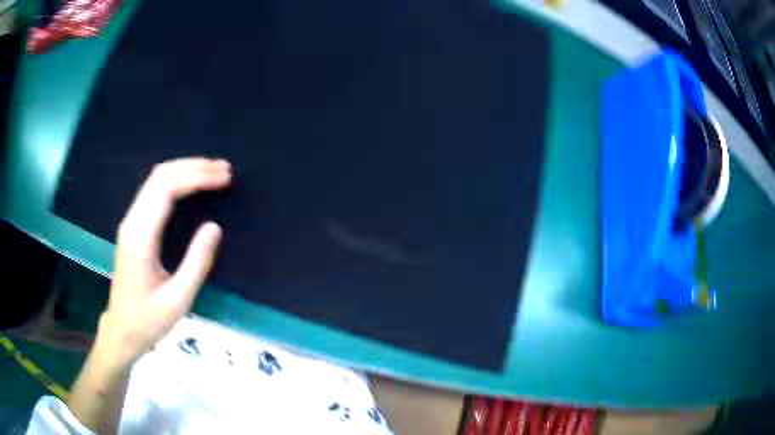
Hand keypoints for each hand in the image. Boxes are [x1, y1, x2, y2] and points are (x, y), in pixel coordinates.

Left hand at [99, 157, 231, 364]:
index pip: (167, 189)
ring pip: (156, 179)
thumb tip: (214, 227)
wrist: (122, 330)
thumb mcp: (178, 300)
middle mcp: (132, 222)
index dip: (197, 177)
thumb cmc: (149, 320)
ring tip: (213, 171)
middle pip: (160, 176)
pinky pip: (154, 191)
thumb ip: (196, 263)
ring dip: (185, 170)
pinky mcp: (132, 227)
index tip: (224, 178)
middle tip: (224, 169)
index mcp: (141, 238)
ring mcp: (130, 222)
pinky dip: (176, 181)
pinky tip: (191, 185)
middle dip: (194, 167)